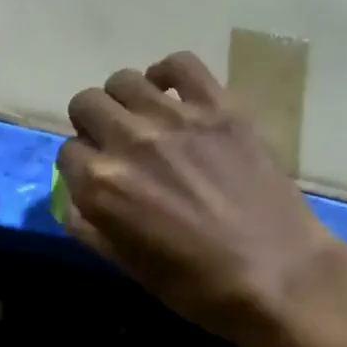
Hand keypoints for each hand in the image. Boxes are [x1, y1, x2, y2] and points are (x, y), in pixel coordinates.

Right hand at [56, 52, 346, 346]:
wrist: (279, 276)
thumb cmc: (195, 284)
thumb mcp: (124, 263)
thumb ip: (88, 225)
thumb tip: (73, 197)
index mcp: (101, 185)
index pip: (67, 152)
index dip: (79, 165)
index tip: (95, 175)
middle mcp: (129, 142)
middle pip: (86, 105)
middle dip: (90, 124)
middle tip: (112, 143)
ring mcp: (176, 118)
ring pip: (123, 80)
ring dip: (122, 100)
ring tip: (141, 118)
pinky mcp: (219, 107)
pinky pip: (180, 63)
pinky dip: (167, 73)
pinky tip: (172, 94)